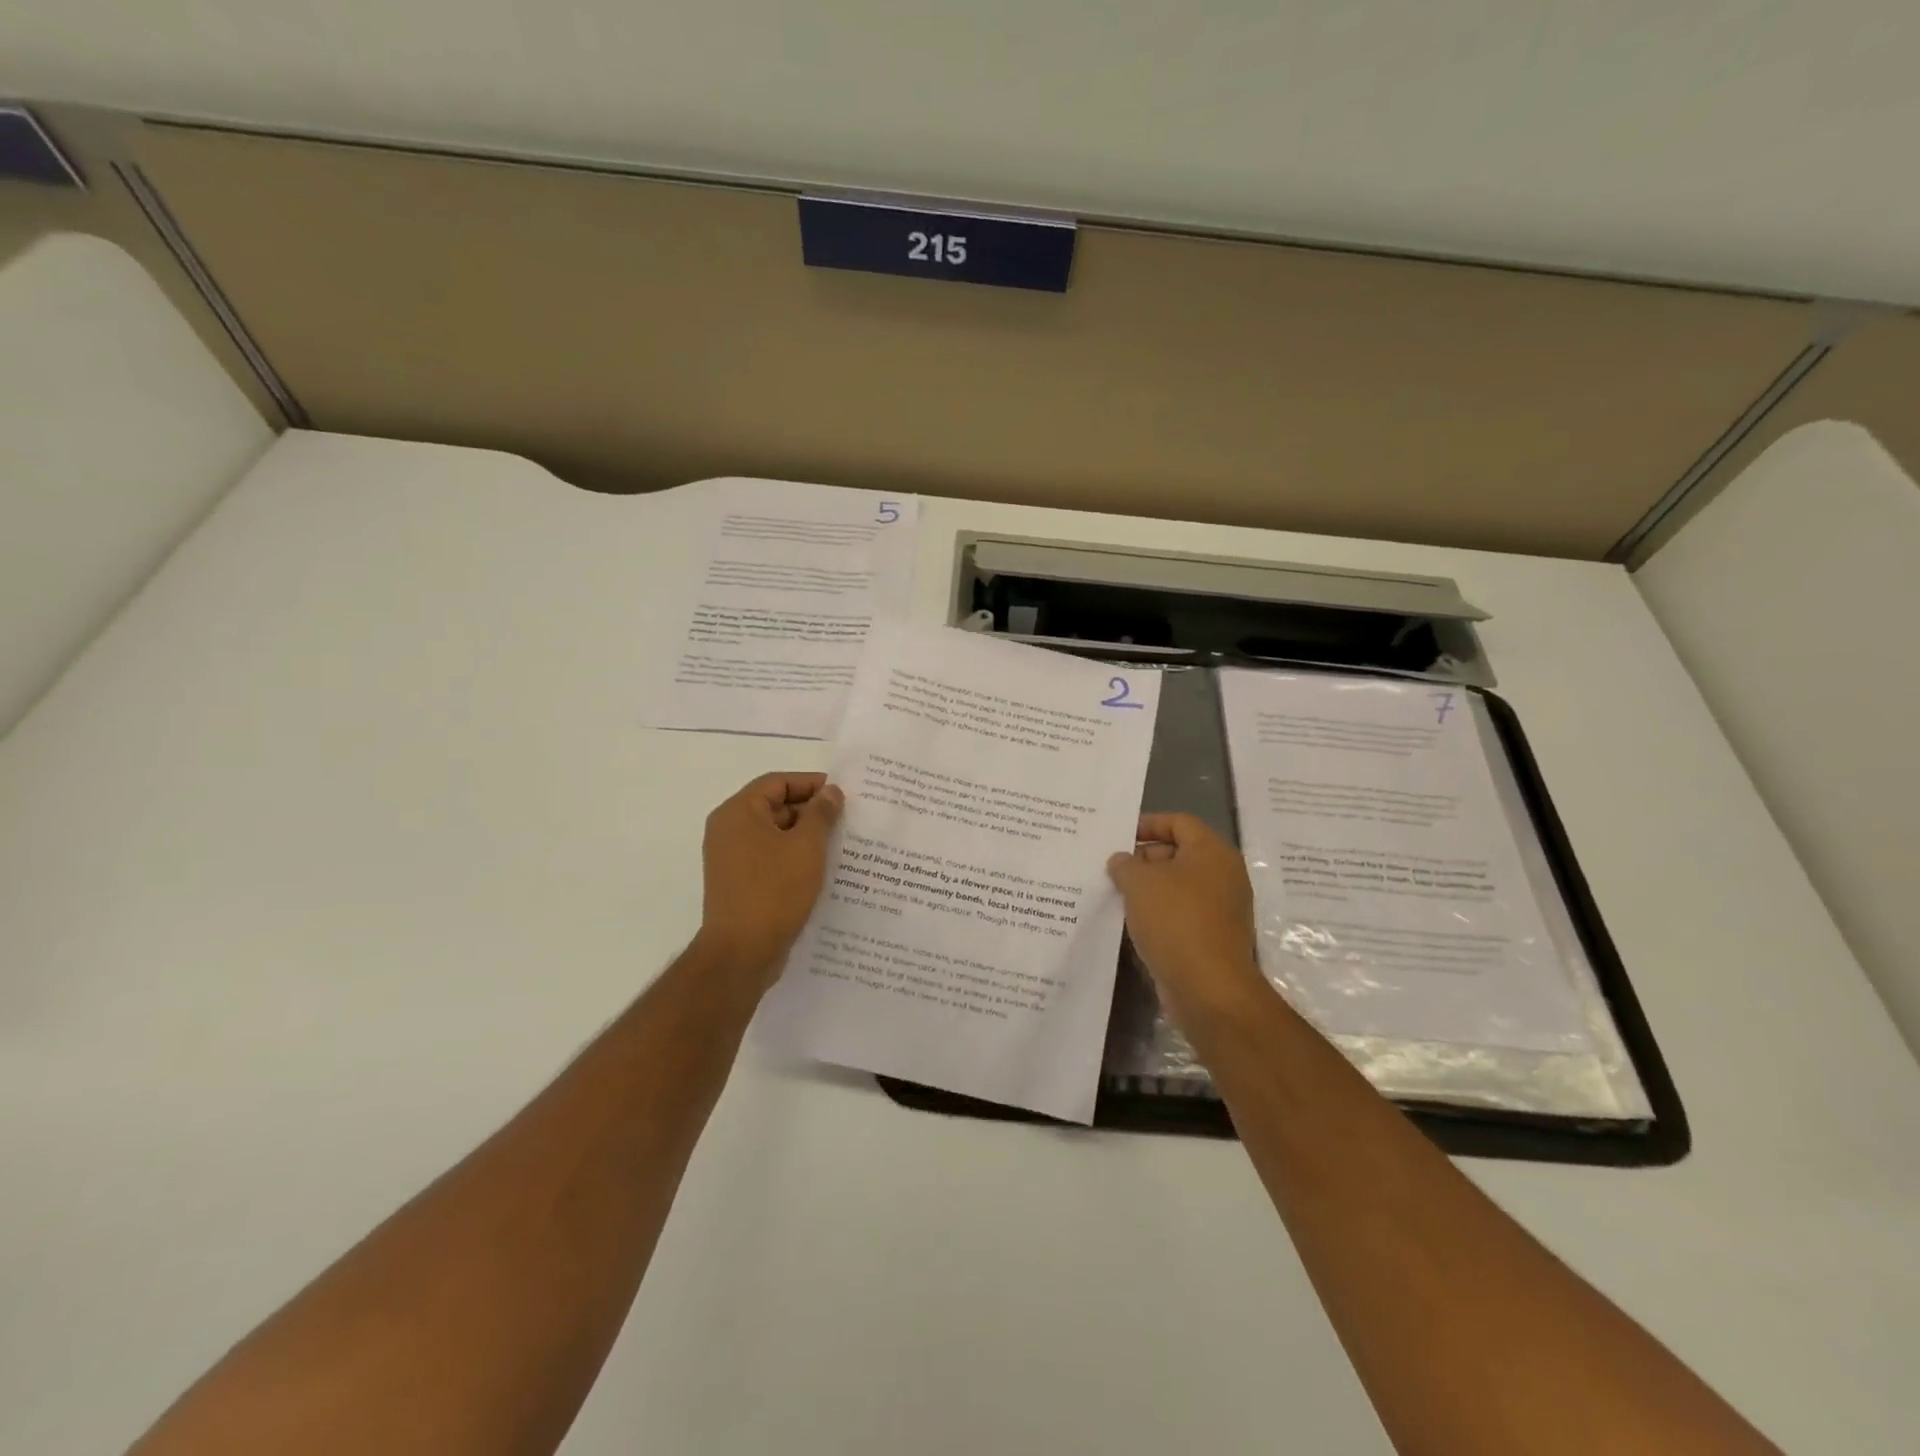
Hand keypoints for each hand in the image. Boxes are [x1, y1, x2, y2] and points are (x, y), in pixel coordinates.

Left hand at [695, 772, 843, 990]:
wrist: (742, 953)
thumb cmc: (774, 891)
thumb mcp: (807, 846)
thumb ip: (821, 814)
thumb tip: (830, 792)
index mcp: (738, 813)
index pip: (777, 782)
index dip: (811, 783)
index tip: (842, 794)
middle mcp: (728, 830)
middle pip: (774, 806)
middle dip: (811, 812)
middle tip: (846, 821)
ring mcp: (731, 859)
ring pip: (774, 835)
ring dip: (805, 837)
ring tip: (840, 845)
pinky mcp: (739, 883)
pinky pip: (769, 858)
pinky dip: (793, 858)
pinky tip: (821, 870)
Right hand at [1106, 813, 1269, 1027]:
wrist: (1208, 987)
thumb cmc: (1175, 921)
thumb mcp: (1139, 883)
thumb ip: (1125, 864)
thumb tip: (1122, 861)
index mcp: (1212, 851)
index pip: (1179, 822)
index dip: (1148, 824)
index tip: (1119, 836)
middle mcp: (1224, 875)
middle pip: (1180, 853)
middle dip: (1145, 858)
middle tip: (1113, 868)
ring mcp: (1222, 908)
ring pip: (1179, 886)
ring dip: (1149, 888)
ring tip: (1116, 894)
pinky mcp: (1214, 936)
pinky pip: (1182, 913)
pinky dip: (1159, 913)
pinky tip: (1132, 922)